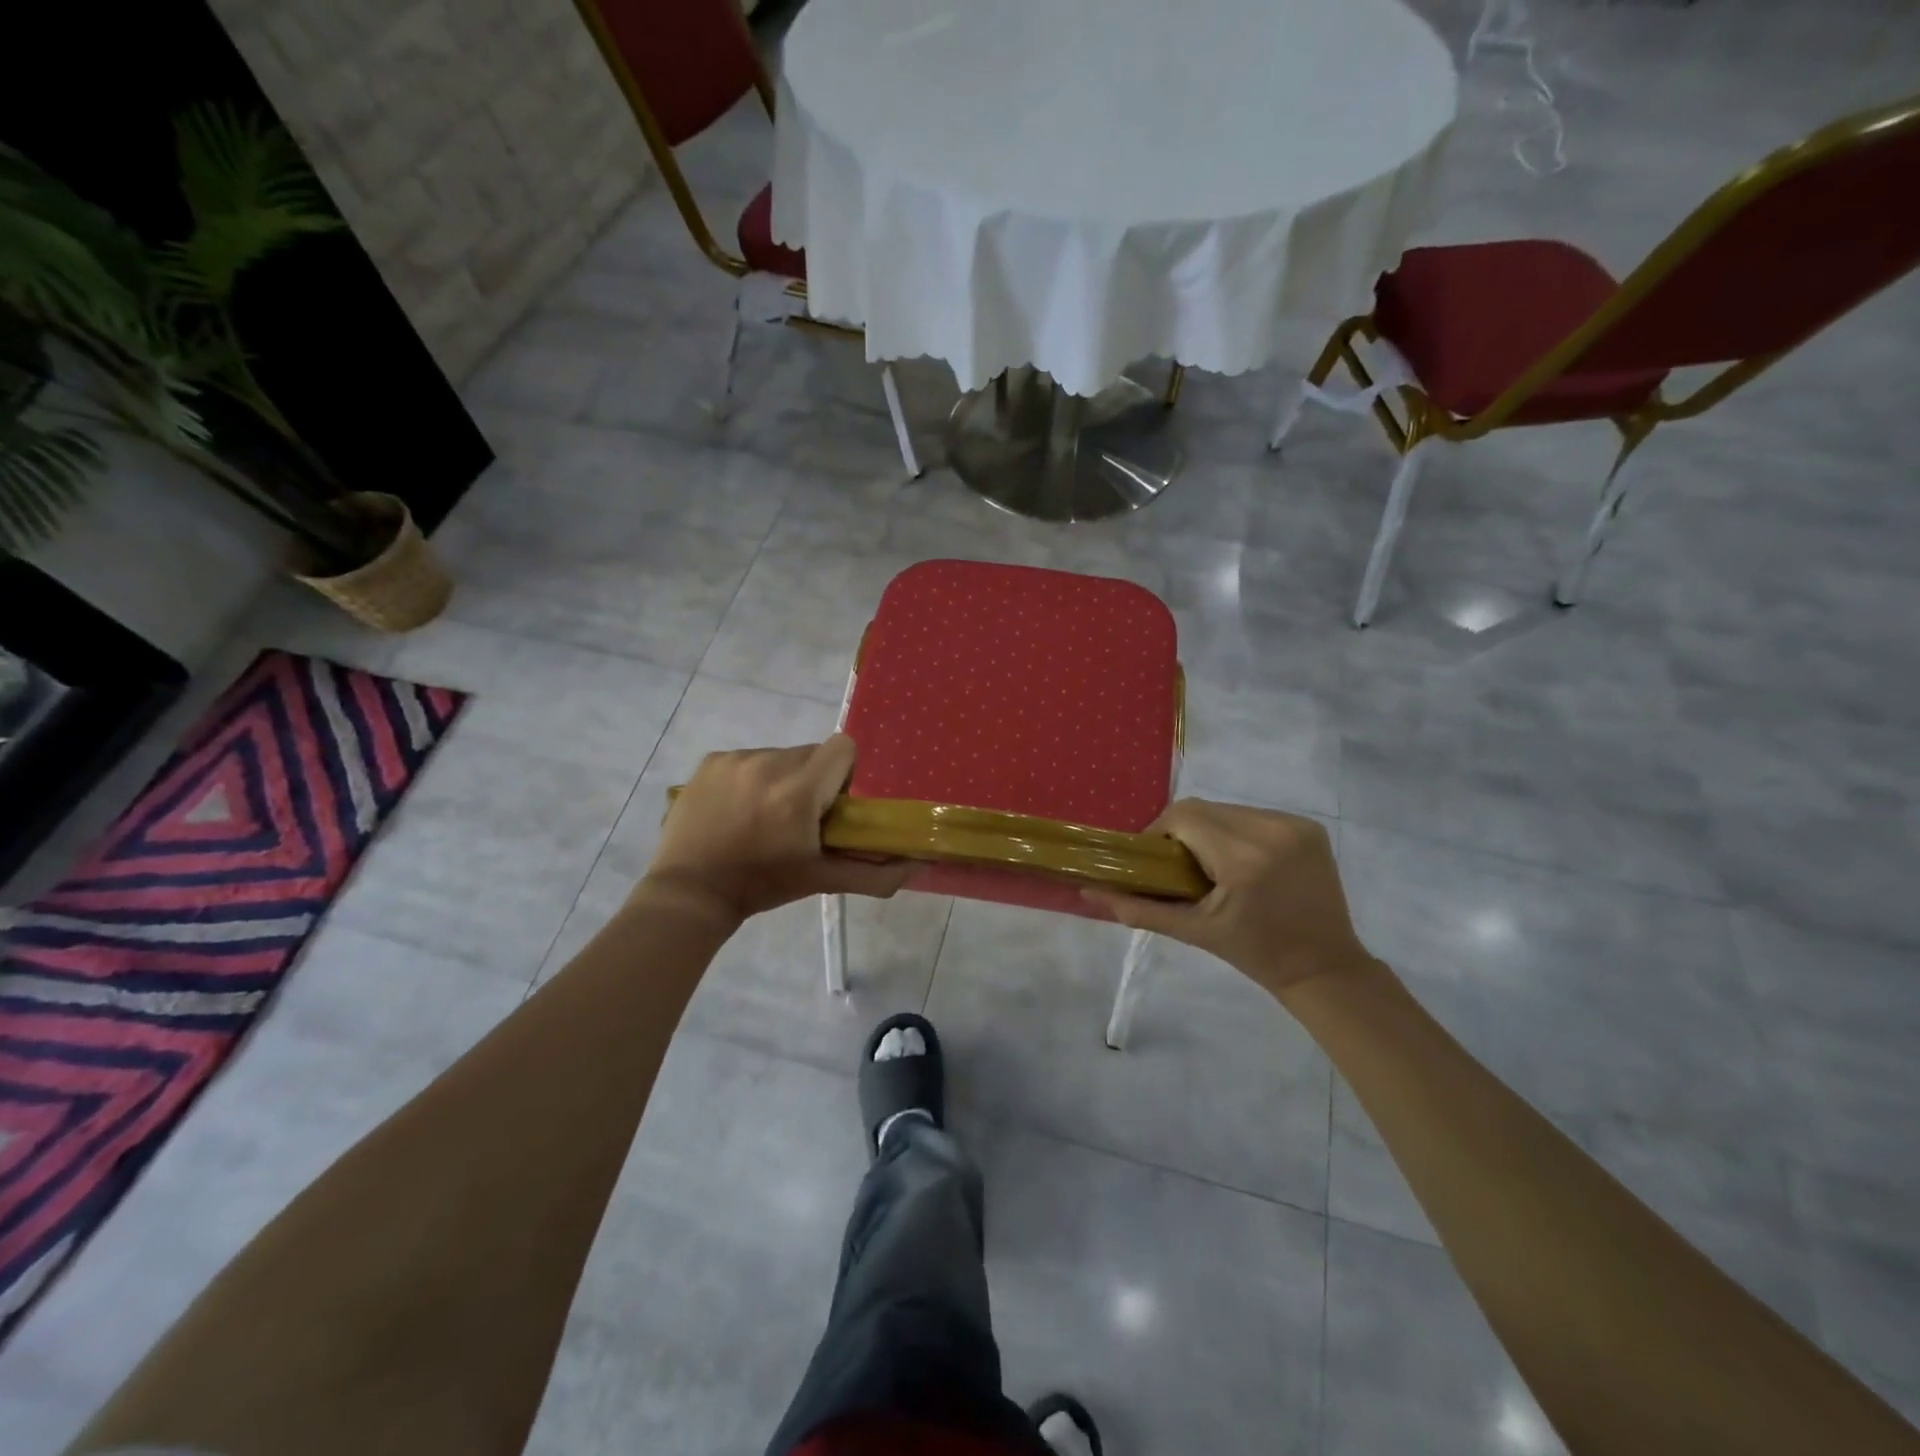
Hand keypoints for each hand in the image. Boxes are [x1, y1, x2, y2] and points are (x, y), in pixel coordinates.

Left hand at [642, 734, 909, 922]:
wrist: (691, 892)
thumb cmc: (763, 886)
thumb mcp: (822, 880)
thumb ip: (876, 873)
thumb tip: (921, 864)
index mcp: (798, 792)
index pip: (843, 748)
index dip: (845, 773)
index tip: (833, 805)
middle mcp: (768, 764)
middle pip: (812, 753)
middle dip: (813, 780)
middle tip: (799, 818)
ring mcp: (736, 759)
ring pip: (780, 756)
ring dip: (782, 779)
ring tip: (763, 816)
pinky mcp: (711, 760)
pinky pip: (749, 758)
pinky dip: (751, 778)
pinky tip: (737, 809)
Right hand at [1085, 799, 1377, 997]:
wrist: (1324, 967)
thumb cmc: (1254, 953)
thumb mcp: (1193, 931)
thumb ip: (1138, 907)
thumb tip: (1089, 892)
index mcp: (1243, 859)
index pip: (1183, 816)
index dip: (1159, 832)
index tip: (1155, 859)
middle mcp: (1272, 831)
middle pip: (1203, 808)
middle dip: (1182, 831)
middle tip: (1177, 864)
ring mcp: (1295, 826)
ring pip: (1227, 809)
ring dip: (1209, 829)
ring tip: (1209, 864)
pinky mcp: (1310, 827)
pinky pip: (1254, 815)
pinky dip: (1237, 831)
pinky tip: (1240, 860)